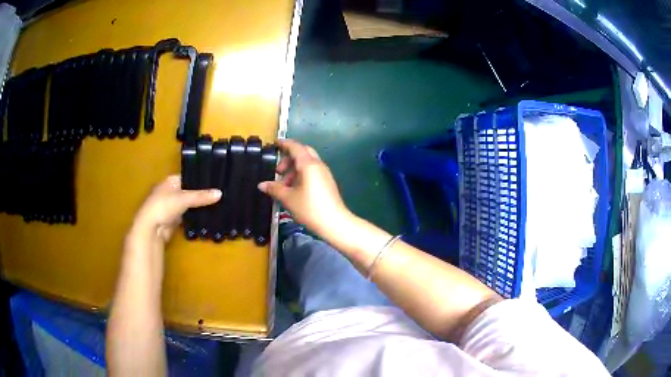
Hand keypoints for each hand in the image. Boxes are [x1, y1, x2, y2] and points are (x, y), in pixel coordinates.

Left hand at [132, 175, 221, 242]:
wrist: (151, 229)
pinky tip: (209, 215)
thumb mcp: (183, 199)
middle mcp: (171, 191)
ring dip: (200, 206)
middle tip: (221, 193)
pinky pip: (189, 215)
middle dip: (203, 194)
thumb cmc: (162, 207)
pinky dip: (196, 215)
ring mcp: (173, 206)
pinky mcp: (175, 219)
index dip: (202, 179)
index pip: (190, 176)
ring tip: (219, 204)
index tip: (217, 181)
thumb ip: (201, 196)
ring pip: (190, 204)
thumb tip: (220, 193)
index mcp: (171, 181)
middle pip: (190, 191)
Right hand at [258, 139, 351, 237]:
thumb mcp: (288, 198)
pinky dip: (301, 175)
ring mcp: (324, 174)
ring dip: (294, 169)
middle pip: (303, 153)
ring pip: (307, 163)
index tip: (275, 144)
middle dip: (288, 159)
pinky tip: (295, 190)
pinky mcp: (327, 183)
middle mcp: (318, 165)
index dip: (284, 144)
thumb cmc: (310, 208)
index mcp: (308, 164)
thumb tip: (261, 184)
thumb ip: (274, 189)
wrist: (334, 223)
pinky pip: (312, 172)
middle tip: (278, 171)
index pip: (295, 147)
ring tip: (284, 186)